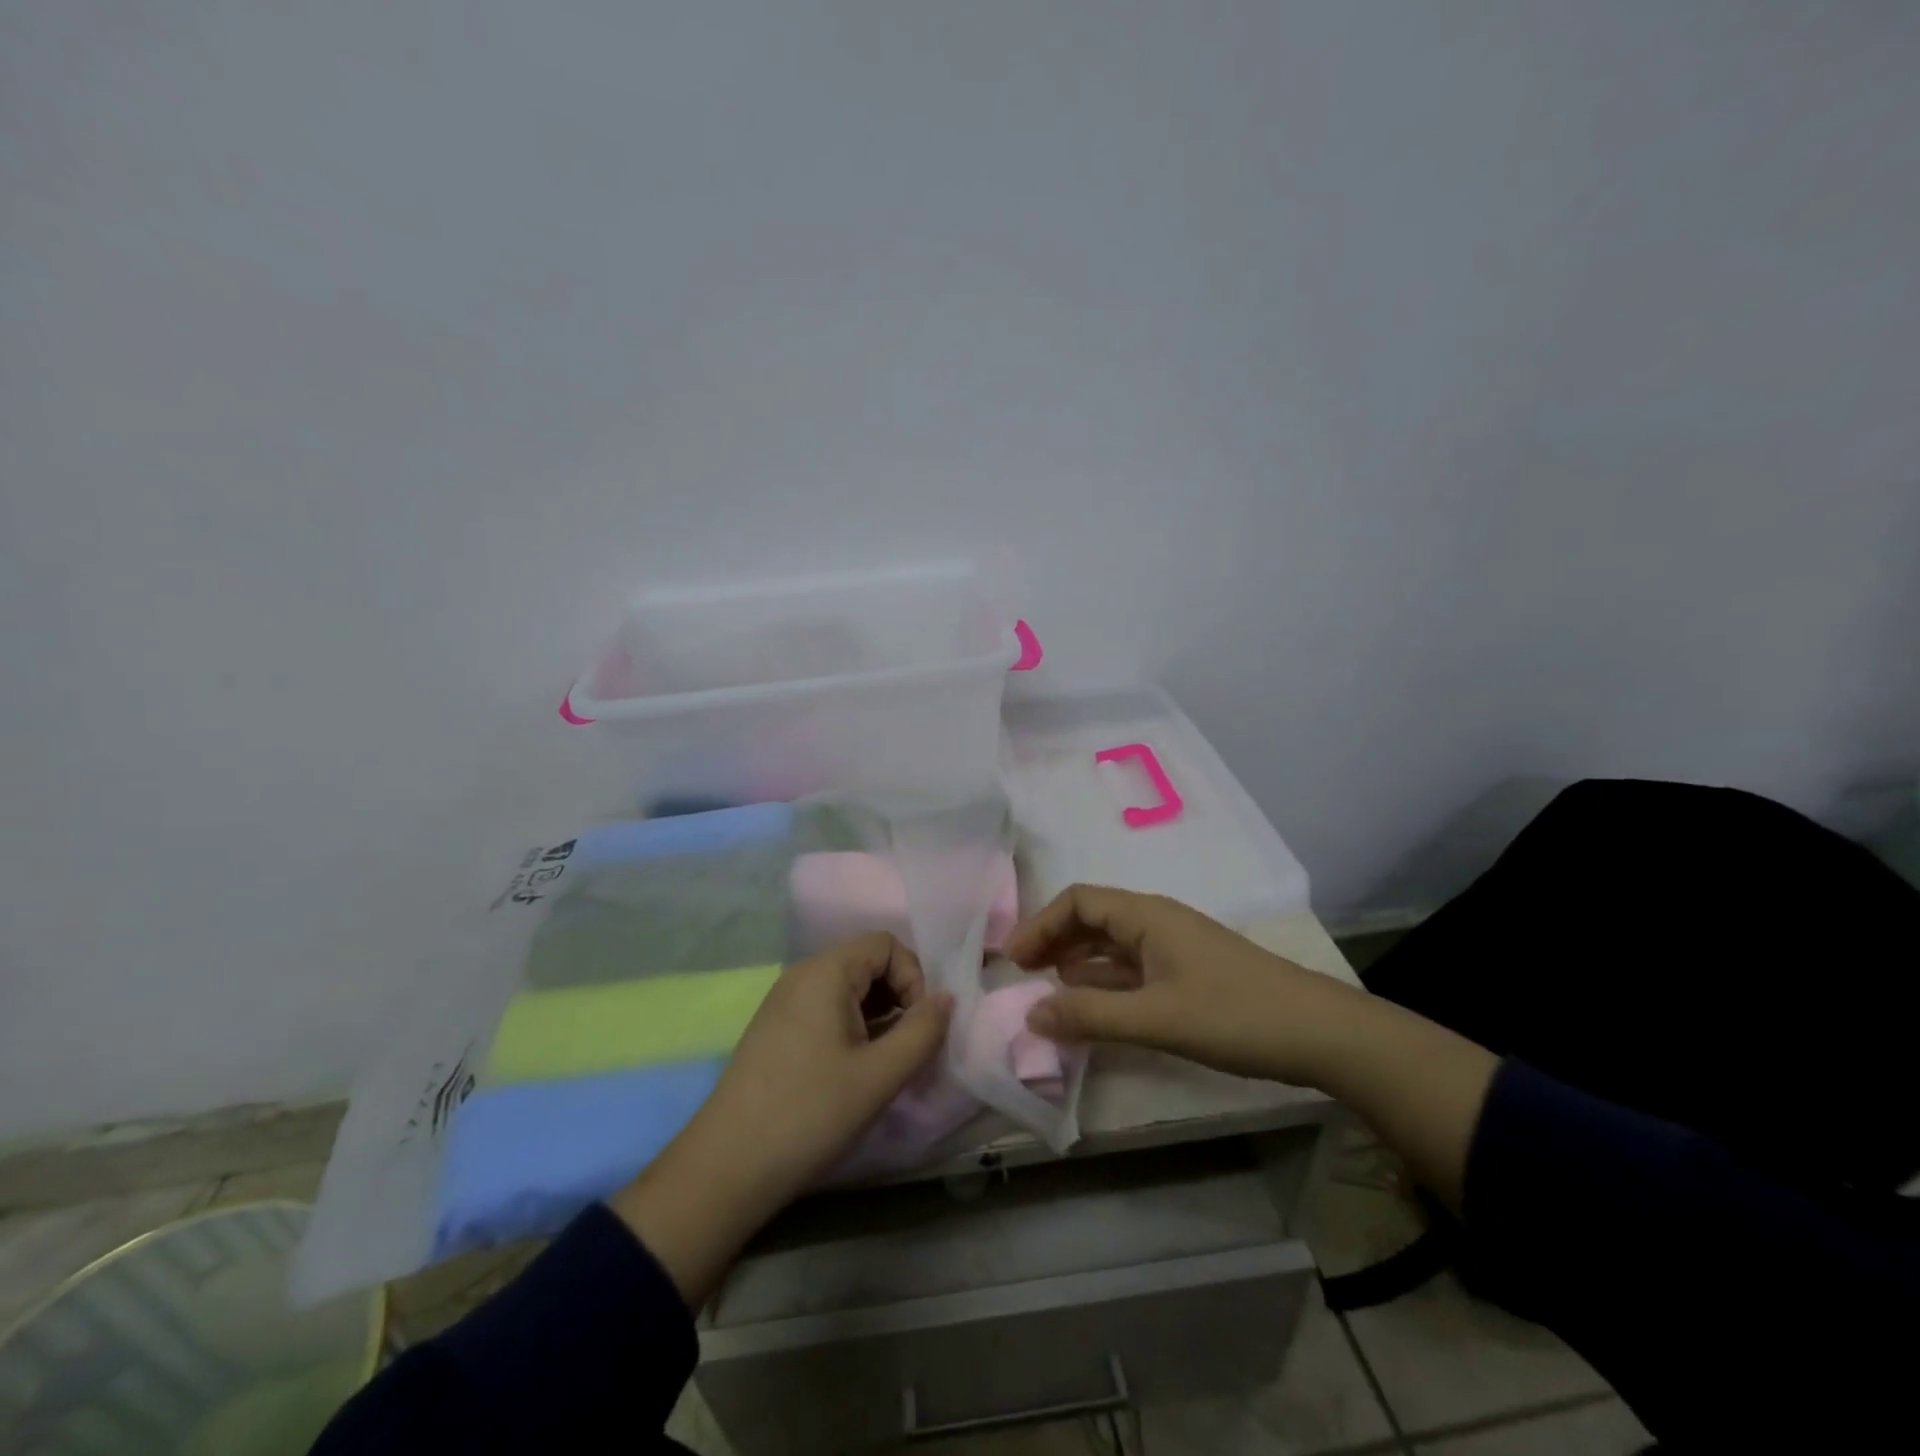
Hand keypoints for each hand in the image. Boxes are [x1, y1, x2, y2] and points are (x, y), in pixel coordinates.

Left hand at [610, 934, 950, 1304]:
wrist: (725, 1169)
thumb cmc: (810, 1113)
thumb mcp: (879, 1075)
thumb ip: (922, 1031)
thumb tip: (947, 998)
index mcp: (825, 971)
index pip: (885, 944)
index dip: (913, 977)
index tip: (919, 1025)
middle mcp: (802, 975)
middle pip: (867, 963)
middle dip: (899, 998)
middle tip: (909, 1048)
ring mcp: (784, 1003)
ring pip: (848, 990)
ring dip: (878, 1016)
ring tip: (886, 1064)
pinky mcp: (775, 1031)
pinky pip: (826, 1010)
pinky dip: (853, 1029)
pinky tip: (855, 1071)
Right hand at [1005, 884, 1353, 1083]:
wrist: (1322, 1034)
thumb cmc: (1235, 1015)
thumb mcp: (1157, 1018)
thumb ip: (1090, 1015)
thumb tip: (1029, 1015)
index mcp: (1146, 915)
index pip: (1077, 901)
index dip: (1040, 925)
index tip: (1012, 960)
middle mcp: (1156, 922)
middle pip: (1091, 918)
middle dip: (1053, 940)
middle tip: (1021, 975)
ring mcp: (1174, 947)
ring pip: (1111, 944)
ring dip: (1076, 961)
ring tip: (1046, 990)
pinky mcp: (1188, 974)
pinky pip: (1131, 967)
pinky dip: (1103, 980)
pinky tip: (1091, 1003)